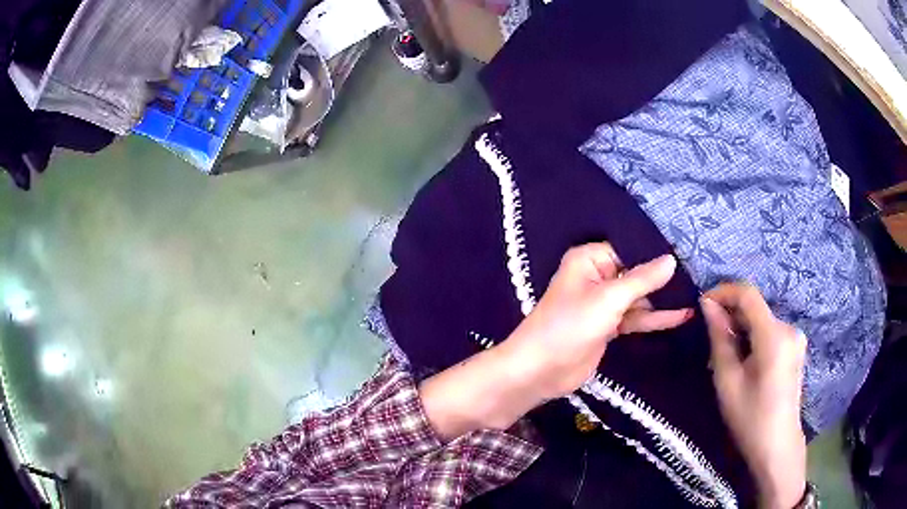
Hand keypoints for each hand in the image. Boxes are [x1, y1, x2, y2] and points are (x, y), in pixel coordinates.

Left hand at [507, 243, 692, 399]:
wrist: (540, 371)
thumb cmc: (570, 326)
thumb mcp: (609, 299)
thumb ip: (642, 279)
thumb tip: (671, 260)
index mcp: (589, 259)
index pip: (629, 248)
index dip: (655, 252)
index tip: (687, 252)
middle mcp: (597, 276)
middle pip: (636, 272)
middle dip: (663, 277)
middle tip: (699, 275)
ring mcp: (604, 304)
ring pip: (639, 297)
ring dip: (663, 299)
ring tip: (697, 294)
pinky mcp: (609, 327)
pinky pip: (636, 317)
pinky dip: (655, 318)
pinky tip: (682, 316)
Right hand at [701, 283, 807, 508]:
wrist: (777, 446)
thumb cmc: (750, 418)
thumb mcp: (728, 381)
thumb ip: (719, 339)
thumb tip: (707, 305)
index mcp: (774, 335)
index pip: (748, 294)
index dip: (724, 292)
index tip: (702, 304)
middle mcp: (789, 328)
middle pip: (755, 308)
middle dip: (730, 316)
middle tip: (709, 339)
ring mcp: (795, 338)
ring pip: (761, 320)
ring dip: (740, 329)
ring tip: (723, 356)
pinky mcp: (795, 348)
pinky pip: (769, 332)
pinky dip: (752, 338)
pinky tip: (742, 360)